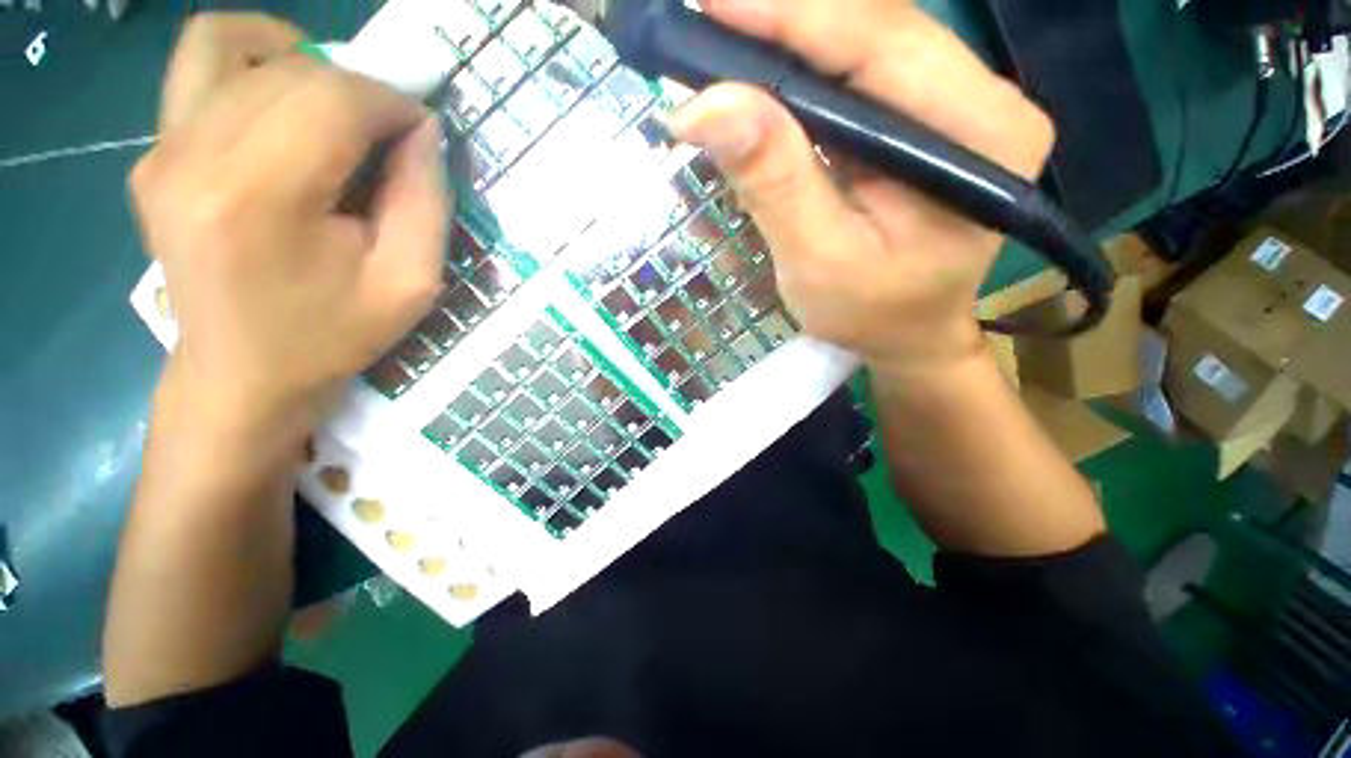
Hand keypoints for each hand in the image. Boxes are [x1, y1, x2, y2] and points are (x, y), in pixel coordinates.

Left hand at [131, 13, 448, 432]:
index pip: (333, 98)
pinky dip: (249, 59)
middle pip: (292, 71)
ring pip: (236, 46)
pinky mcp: (152, 153)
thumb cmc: (333, 334)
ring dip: (304, 65)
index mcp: (259, 198)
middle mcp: (193, 157)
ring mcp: (161, 151)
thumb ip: (424, 199)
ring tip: (337, 112)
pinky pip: (197, 64)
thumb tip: (421, 128)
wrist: (243, 374)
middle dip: (359, 89)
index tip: (422, 133)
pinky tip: (282, 99)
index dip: (392, 102)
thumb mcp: (410, 281)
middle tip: (389, 136)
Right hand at [669, 0, 1053, 373]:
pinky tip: (767, 68)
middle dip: (785, 18)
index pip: (881, 43)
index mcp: (979, 138)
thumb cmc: (869, 313)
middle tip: (706, 18)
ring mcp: (964, 102)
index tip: (710, 4)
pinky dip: (809, 63)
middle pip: (877, 27)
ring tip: (727, 38)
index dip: (790, 14)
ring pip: (868, 39)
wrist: (907, 334)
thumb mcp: (817, 261)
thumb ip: (774, 183)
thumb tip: (709, 105)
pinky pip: (865, 68)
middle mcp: (987, 101)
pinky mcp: (932, 115)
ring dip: (792, 36)